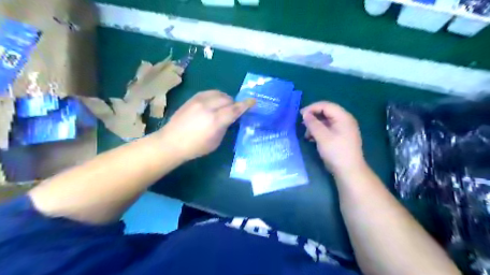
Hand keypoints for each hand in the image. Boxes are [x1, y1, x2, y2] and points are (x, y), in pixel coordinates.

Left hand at [160, 90, 254, 160]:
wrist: (171, 142)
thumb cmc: (196, 147)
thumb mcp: (215, 141)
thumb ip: (225, 127)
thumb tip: (230, 118)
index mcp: (216, 121)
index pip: (235, 109)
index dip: (245, 105)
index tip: (253, 101)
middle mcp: (208, 107)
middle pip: (228, 99)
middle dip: (234, 104)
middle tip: (233, 111)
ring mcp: (199, 101)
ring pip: (219, 93)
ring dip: (225, 99)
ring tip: (223, 106)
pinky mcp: (192, 98)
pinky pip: (209, 92)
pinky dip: (215, 96)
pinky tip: (214, 102)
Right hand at [301, 101, 364, 175]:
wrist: (349, 171)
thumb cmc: (336, 151)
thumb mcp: (322, 136)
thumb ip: (312, 123)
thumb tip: (305, 114)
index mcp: (343, 117)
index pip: (326, 105)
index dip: (312, 108)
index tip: (300, 115)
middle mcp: (344, 120)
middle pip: (326, 113)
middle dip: (313, 117)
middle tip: (302, 124)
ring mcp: (343, 129)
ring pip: (326, 121)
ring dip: (314, 126)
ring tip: (307, 135)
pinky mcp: (340, 137)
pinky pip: (328, 129)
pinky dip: (319, 132)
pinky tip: (312, 139)